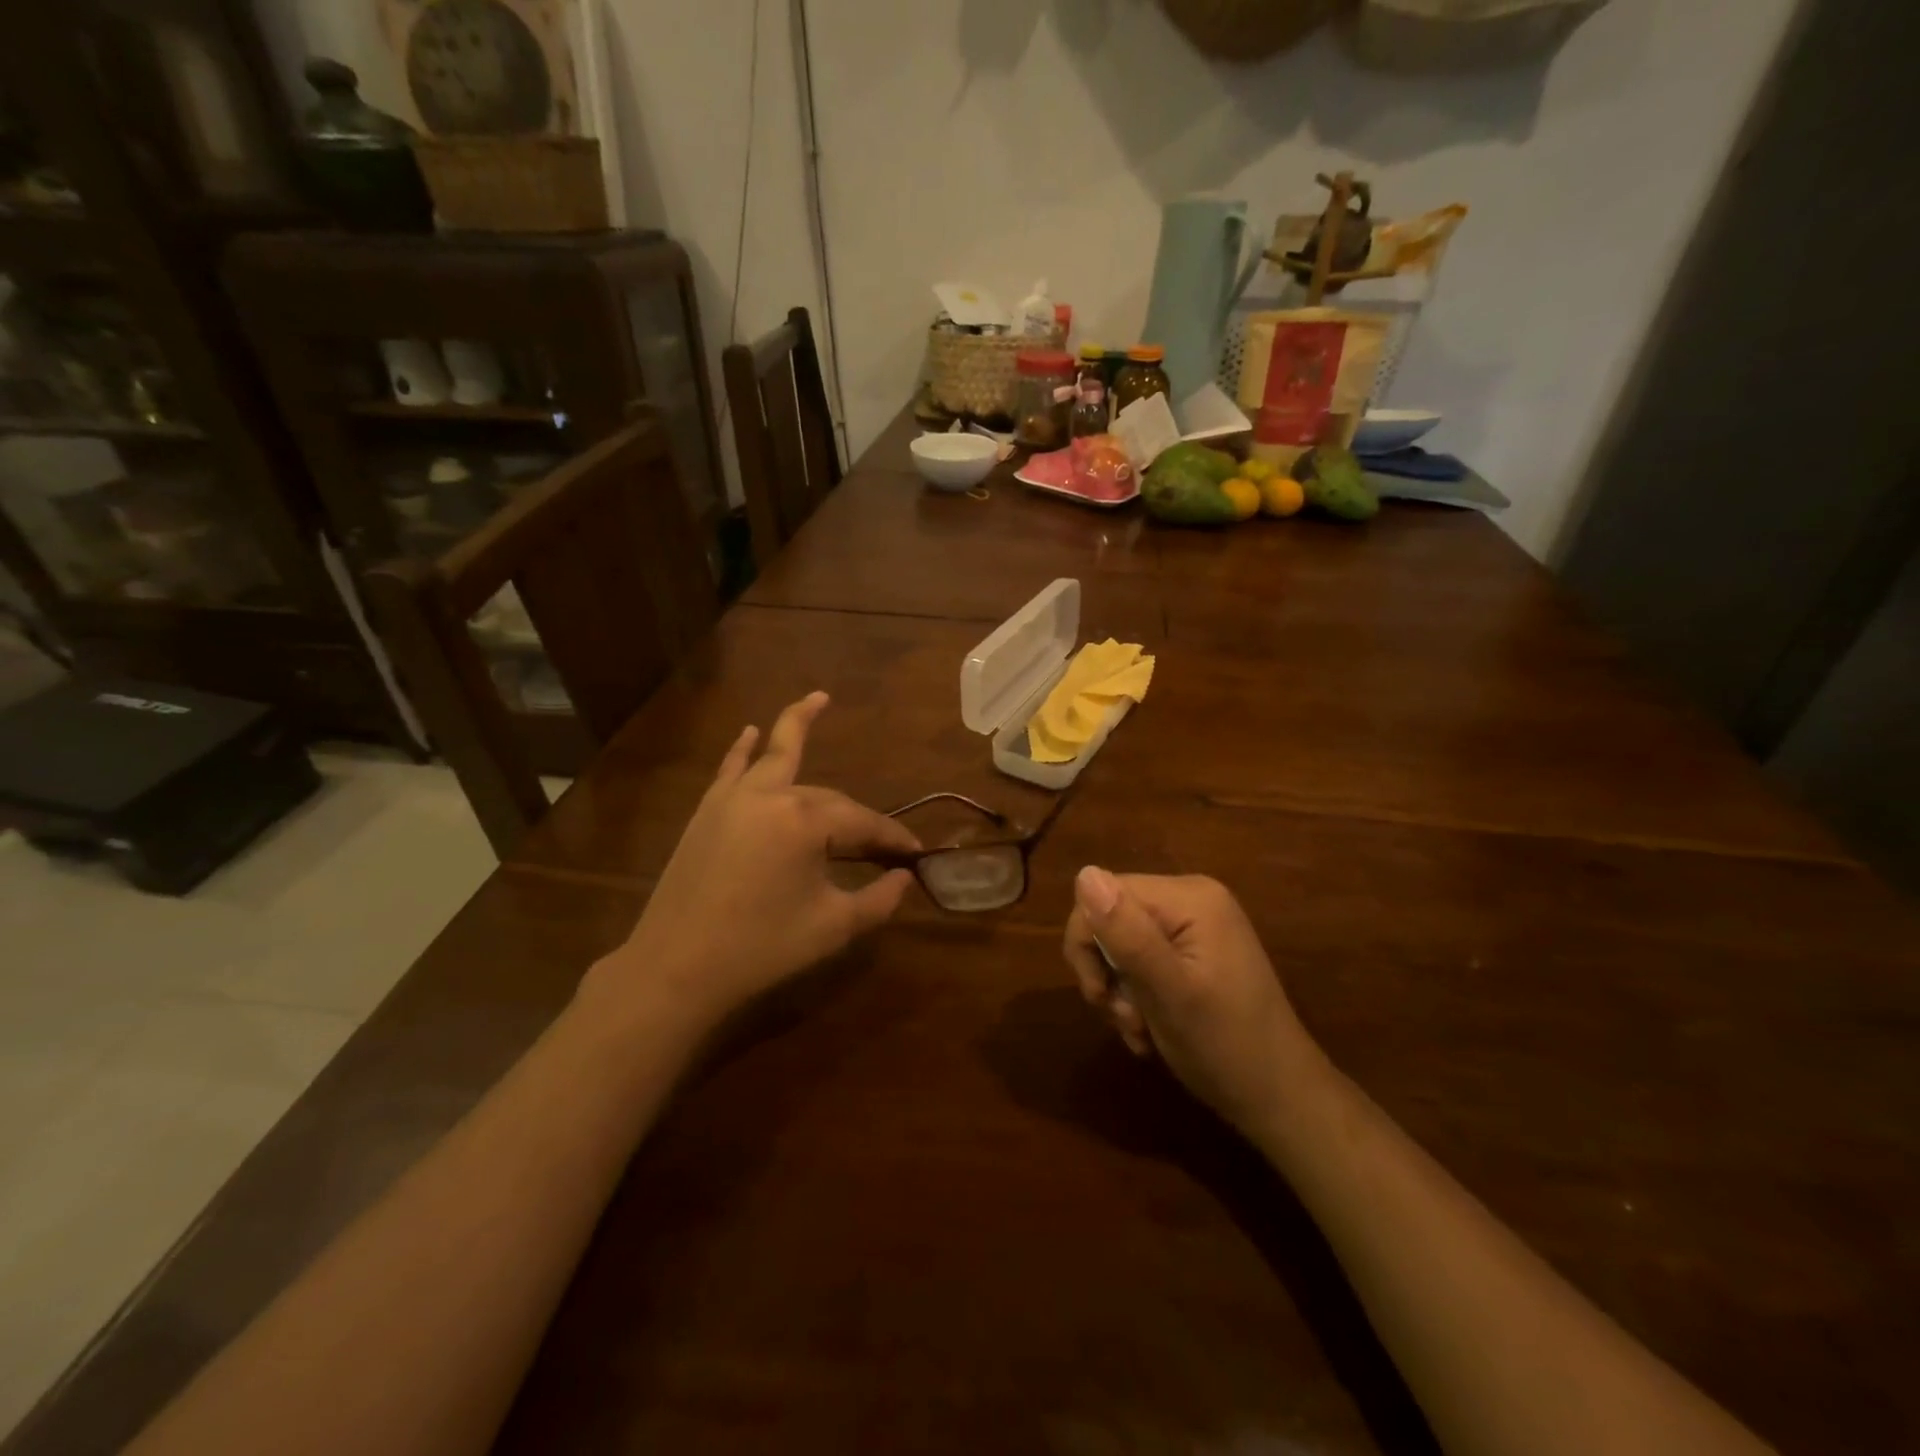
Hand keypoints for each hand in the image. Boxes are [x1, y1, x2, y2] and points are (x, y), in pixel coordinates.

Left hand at [584, 692, 919, 1033]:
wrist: (676, 967)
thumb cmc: (761, 948)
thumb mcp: (832, 927)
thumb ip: (879, 900)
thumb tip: (905, 877)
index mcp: (805, 822)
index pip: (862, 823)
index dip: (892, 838)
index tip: (915, 854)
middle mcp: (771, 796)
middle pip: (829, 798)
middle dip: (858, 818)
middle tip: (883, 846)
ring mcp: (734, 798)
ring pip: (777, 757)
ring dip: (797, 725)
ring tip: (819, 699)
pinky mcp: (708, 812)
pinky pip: (731, 769)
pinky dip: (744, 748)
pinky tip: (751, 730)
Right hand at [1063, 867, 1319, 1135]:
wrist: (1282, 1099)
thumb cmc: (1226, 1047)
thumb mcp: (1169, 993)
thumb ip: (1127, 934)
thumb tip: (1084, 874)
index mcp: (1189, 897)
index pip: (1103, 894)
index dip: (1088, 943)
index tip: (1101, 997)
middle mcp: (1192, 898)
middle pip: (1111, 917)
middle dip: (1106, 973)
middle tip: (1125, 1019)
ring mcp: (1195, 924)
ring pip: (1120, 943)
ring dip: (1119, 992)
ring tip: (1140, 1031)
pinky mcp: (1194, 950)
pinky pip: (1142, 958)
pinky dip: (1136, 996)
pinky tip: (1149, 1029)